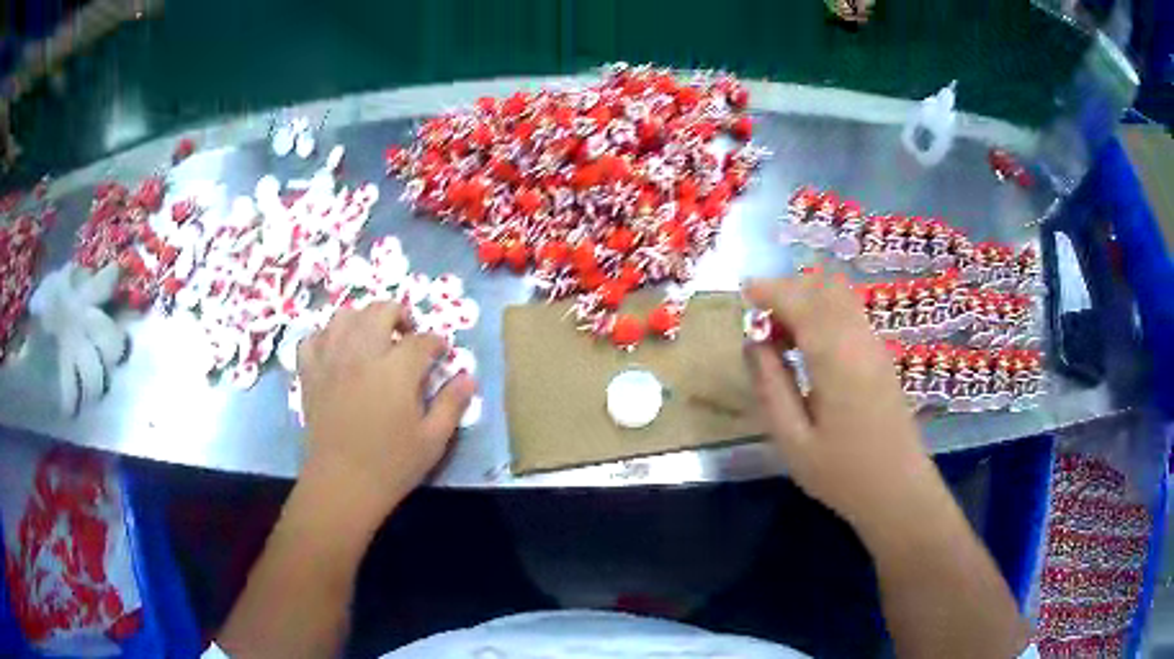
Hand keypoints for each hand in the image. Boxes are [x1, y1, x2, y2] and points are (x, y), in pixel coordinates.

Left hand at [297, 302, 474, 512]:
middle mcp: (361, 354)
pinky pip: (313, 338)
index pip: (421, 340)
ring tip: (372, 338)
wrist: (343, 483)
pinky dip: (327, 336)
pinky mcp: (310, 373)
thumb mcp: (433, 440)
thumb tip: (468, 377)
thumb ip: (452, 404)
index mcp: (395, 370)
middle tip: (407, 336)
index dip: (436, 343)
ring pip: (345, 316)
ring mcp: (331, 360)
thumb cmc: (392, 464)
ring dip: (363, 319)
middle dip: (400, 316)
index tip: (441, 354)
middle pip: (381, 311)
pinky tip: (337, 351)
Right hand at [743, 272, 938, 533]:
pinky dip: (823, 312)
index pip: (801, 301)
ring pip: (839, 296)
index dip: (770, 289)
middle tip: (760, 324)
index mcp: (836, 357)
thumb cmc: (842, 473)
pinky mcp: (881, 355)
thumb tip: (754, 343)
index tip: (743, 293)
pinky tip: (809, 346)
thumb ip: (771, 386)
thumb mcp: (793, 440)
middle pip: (822, 288)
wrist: (898, 490)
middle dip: (787, 290)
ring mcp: (875, 344)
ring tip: (782, 335)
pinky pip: (850, 312)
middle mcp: (859, 339)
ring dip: (807, 299)